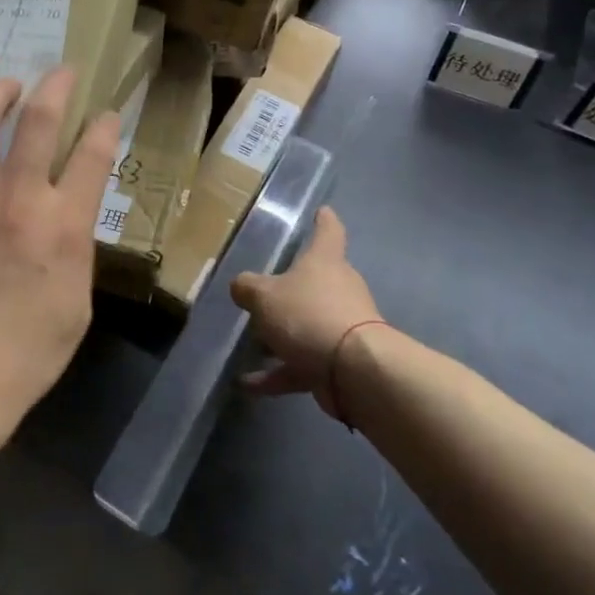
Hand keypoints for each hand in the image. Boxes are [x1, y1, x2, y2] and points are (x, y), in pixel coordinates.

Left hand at [0, 68, 118, 450]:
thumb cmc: (27, 352)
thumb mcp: (78, 302)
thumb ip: (76, 248)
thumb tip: (70, 214)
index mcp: (64, 226)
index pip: (94, 154)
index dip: (104, 125)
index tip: (107, 114)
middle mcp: (19, 200)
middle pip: (39, 121)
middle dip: (55, 86)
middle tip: (60, 73)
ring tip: (5, 85)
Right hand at [231, 207, 382, 417]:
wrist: (353, 370)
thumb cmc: (308, 314)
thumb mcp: (264, 295)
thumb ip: (247, 288)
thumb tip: (241, 287)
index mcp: (324, 261)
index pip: (328, 231)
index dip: (324, 220)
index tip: (322, 211)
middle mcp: (339, 289)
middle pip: (316, 281)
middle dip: (293, 288)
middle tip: (264, 292)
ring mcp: (342, 326)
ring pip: (307, 324)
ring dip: (281, 335)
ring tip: (251, 343)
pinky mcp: (339, 362)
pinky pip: (302, 363)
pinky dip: (277, 372)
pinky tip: (248, 383)